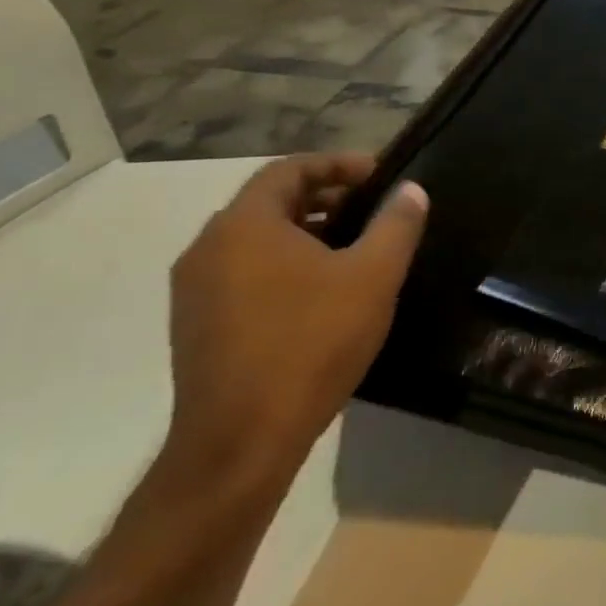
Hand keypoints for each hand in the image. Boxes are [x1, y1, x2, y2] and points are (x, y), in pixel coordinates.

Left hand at [164, 153, 427, 490]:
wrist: (241, 441)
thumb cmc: (311, 343)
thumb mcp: (372, 276)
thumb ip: (396, 224)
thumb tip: (411, 190)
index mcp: (244, 225)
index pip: (289, 169)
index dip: (338, 164)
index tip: (380, 175)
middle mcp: (208, 248)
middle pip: (270, 202)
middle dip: (325, 197)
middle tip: (372, 209)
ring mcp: (194, 290)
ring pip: (255, 240)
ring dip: (305, 232)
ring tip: (354, 248)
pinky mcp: (195, 326)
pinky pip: (243, 273)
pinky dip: (282, 264)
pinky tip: (320, 292)